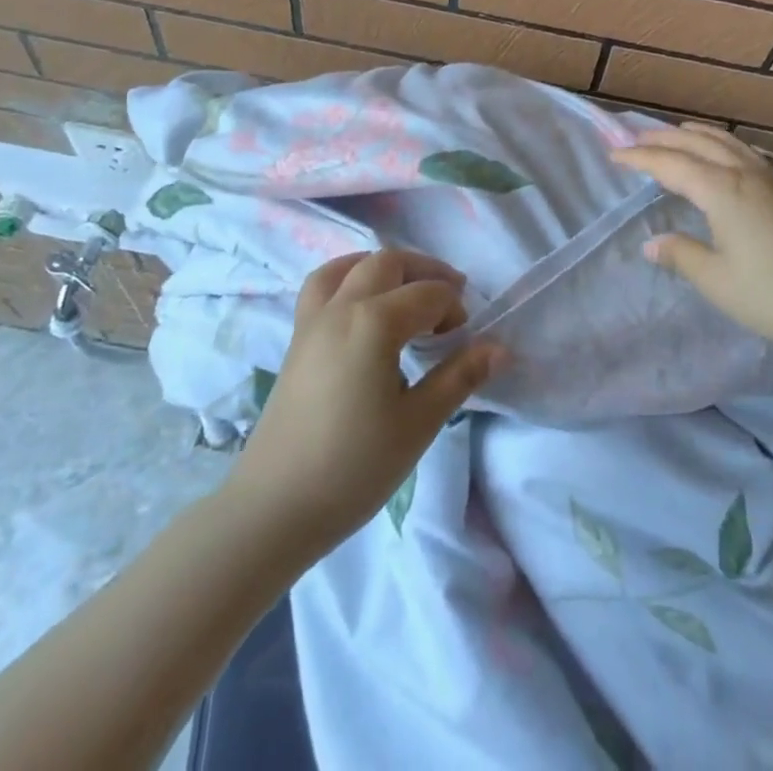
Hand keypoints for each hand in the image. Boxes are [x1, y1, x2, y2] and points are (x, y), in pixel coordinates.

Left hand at [226, 248, 503, 557]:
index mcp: (375, 322)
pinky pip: (323, 285)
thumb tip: (499, 349)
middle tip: (450, 301)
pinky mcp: (297, 338)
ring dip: (385, 268)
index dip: (454, 309)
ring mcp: (313, 320)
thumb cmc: (354, 468)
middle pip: (389, 263)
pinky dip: (350, 278)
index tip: (464, 340)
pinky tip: (363, 307)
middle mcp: (342, 307)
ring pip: (351, 265)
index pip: (429, 294)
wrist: (273, 509)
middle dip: (426, 273)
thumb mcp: (418, 423)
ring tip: (407, 292)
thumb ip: (459, 376)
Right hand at [613, 123, 772, 362]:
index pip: (671, 165)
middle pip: (699, 144)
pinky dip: (723, 145)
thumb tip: (652, 242)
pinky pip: (747, 154)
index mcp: (722, 191)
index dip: (639, 158)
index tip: (613, 154)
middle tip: (635, 137)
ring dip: (697, 135)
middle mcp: (746, 175)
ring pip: (728, 143)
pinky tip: (726, 158)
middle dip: (664, 138)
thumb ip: (681, 255)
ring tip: (677, 134)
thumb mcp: (717, 280)